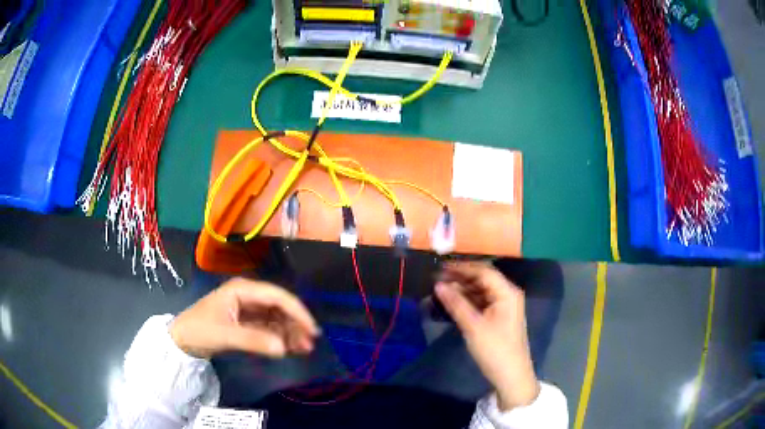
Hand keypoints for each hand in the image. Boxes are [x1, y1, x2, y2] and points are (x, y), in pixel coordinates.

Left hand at [170, 278, 319, 358]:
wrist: (181, 341)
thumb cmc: (199, 330)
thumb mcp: (225, 335)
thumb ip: (254, 340)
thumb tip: (283, 348)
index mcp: (242, 290)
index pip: (277, 296)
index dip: (297, 311)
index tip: (311, 330)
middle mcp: (248, 296)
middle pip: (279, 307)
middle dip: (295, 324)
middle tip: (309, 344)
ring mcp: (248, 309)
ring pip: (277, 318)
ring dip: (290, 332)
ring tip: (303, 350)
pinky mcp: (246, 323)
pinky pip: (269, 328)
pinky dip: (280, 338)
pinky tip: (289, 349)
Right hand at [435, 261, 539, 410]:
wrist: (511, 375)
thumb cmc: (494, 349)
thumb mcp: (473, 326)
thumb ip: (456, 303)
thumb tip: (438, 284)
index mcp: (507, 292)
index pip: (483, 271)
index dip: (462, 268)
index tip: (440, 268)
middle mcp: (507, 295)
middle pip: (482, 279)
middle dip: (460, 278)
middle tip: (436, 279)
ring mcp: (503, 307)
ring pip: (481, 291)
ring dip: (462, 289)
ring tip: (440, 290)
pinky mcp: (498, 318)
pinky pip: (481, 303)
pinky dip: (467, 301)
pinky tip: (452, 303)